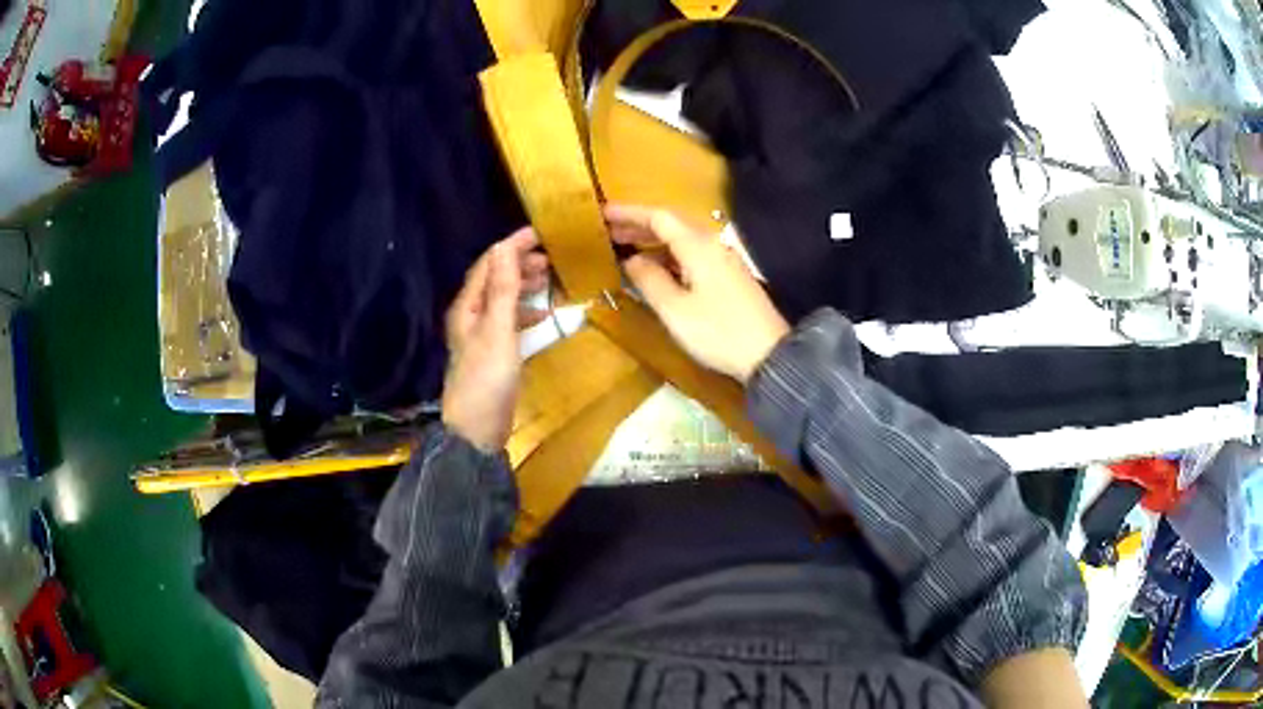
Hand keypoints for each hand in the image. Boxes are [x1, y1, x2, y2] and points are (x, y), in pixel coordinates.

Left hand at [442, 228, 548, 451]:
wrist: (477, 429)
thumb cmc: (486, 378)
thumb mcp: (497, 330)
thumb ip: (502, 290)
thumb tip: (503, 247)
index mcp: (468, 305)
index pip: (490, 263)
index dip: (513, 245)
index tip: (542, 232)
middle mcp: (471, 315)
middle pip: (495, 278)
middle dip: (521, 263)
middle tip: (552, 256)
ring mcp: (481, 335)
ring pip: (503, 299)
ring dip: (524, 285)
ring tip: (551, 277)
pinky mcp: (492, 352)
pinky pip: (510, 320)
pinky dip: (526, 311)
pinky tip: (543, 314)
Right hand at [606, 204, 789, 382]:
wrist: (769, 354)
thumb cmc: (717, 331)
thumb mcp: (675, 309)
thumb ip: (649, 280)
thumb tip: (631, 260)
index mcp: (698, 246)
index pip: (658, 217)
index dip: (629, 213)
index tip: (602, 213)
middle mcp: (712, 245)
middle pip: (672, 225)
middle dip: (639, 227)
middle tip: (608, 233)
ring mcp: (723, 260)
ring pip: (683, 241)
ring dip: (653, 243)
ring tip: (626, 251)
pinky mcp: (729, 277)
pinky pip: (693, 256)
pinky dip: (669, 258)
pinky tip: (657, 272)